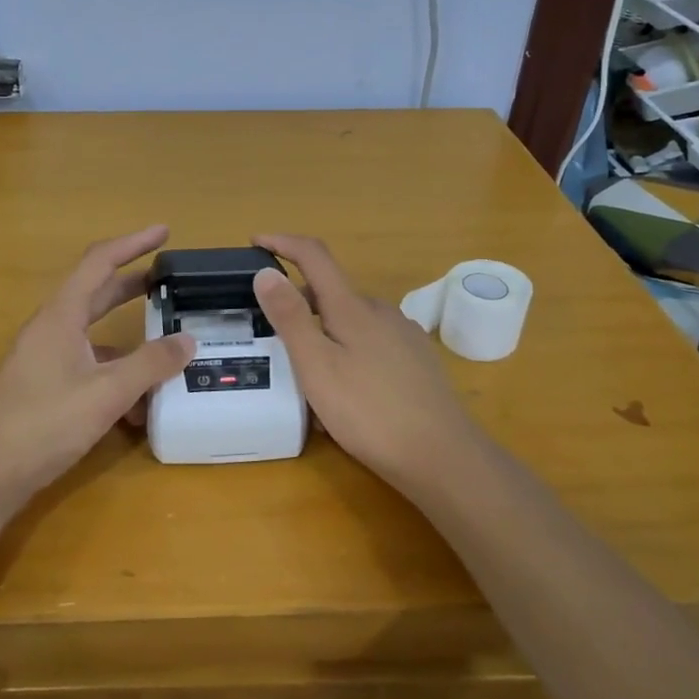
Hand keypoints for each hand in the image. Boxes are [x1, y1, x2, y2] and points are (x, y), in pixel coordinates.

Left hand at [0, 226, 194, 501]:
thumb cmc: (44, 423)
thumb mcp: (107, 392)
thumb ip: (150, 364)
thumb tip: (188, 340)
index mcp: (61, 316)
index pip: (99, 262)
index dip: (132, 243)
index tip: (164, 232)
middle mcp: (52, 329)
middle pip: (97, 293)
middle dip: (133, 284)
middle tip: (169, 281)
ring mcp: (46, 358)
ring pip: (95, 336)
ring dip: (129, 341)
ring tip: (167, 351)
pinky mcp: (46, 386)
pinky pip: (89, 367)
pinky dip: (116, 376)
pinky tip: (139, 407)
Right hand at [252, 234, 489, 486]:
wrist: (442, 456)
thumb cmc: (369, 412)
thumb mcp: (317, 366)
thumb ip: (290, 318)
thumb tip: (266, 272)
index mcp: (352, 307)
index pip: (314, 256)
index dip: (283, 243)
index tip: (255, 242)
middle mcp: (380, 311)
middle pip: (331, 293)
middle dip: (298, 304)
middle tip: (270, 335)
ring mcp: (403, 335)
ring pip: (351, 321)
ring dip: (323, 333)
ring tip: (304, 375)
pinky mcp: (416, 361)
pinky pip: (370, 344)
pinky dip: (346, 352)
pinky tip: (343, 392)